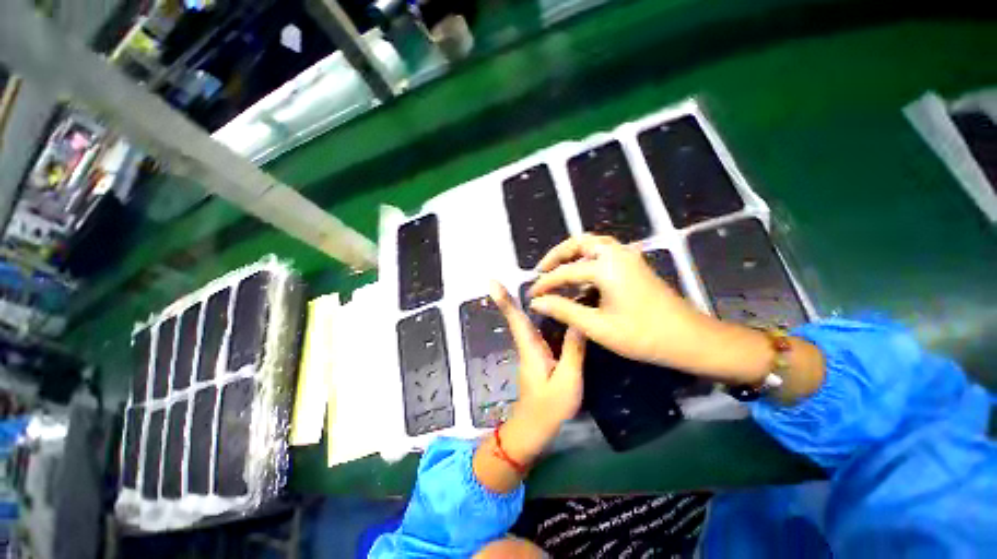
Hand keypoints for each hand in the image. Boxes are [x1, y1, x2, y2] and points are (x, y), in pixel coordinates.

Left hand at [471, 281, 585, 493]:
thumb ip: (573, 350)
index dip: (504, 300)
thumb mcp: (567, 381)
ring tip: (546, 285)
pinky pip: (539, 330)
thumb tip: (578, 321)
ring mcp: (531, 351)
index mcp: (530, 348)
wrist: (534, 430)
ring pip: (530, 321)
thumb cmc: (549, 408)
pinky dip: (544, 316)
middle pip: (520, 315)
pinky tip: (556, 310)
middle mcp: (527, 345)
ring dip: (531, 303)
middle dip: (517, 295)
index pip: (516, 319)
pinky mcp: (538, 356)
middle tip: (529, 275)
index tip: (492, 282)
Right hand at [528, 235, 710, 373]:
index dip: (545, 283)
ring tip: (556, 269)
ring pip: (592, 244)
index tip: (530, 295)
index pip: (565, 272)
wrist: (691, 339)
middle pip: (579, 243)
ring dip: (571, 253)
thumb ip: (563, 310)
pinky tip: (580, 274)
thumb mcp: (597, 327)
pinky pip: (603, 251)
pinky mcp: (634, 264)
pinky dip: (586, 257)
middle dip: (556, 255)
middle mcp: (616, 254)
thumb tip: (536, 302)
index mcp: (606, 267)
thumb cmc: (643, 336)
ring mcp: (628, 257)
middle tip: (540, 271)